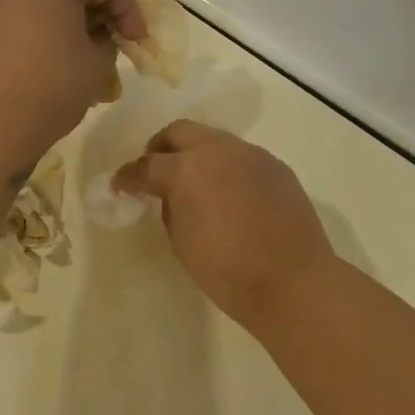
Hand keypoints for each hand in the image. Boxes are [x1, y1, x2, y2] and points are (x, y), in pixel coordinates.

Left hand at [0, 0, 145, 163]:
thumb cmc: (51, 89)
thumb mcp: (97, 64)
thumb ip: (106, 40)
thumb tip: (98, 35)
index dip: (127, 9)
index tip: (137, 39)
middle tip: (107, 23)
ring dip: (65, 4)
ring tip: (82, 38)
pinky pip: (21, 8)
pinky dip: (43, 18)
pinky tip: (55, 50)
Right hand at [114, 120, 338, 330]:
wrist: (293, 282)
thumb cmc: (228, 270)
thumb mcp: (182, 241)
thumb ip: (170, 207)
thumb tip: (171, 195)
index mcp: (187, 169)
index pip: (147, 165)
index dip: (128, 177)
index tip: (121, 186)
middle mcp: (218, 150)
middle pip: (180, 132)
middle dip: (161, 148)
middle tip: (155, 170)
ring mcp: (251, 154)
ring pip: (214, 139)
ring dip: (196, 154)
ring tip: (194, 182)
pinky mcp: (276, 166)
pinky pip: (241, 156)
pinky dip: (225, 166)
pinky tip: (228, 193)